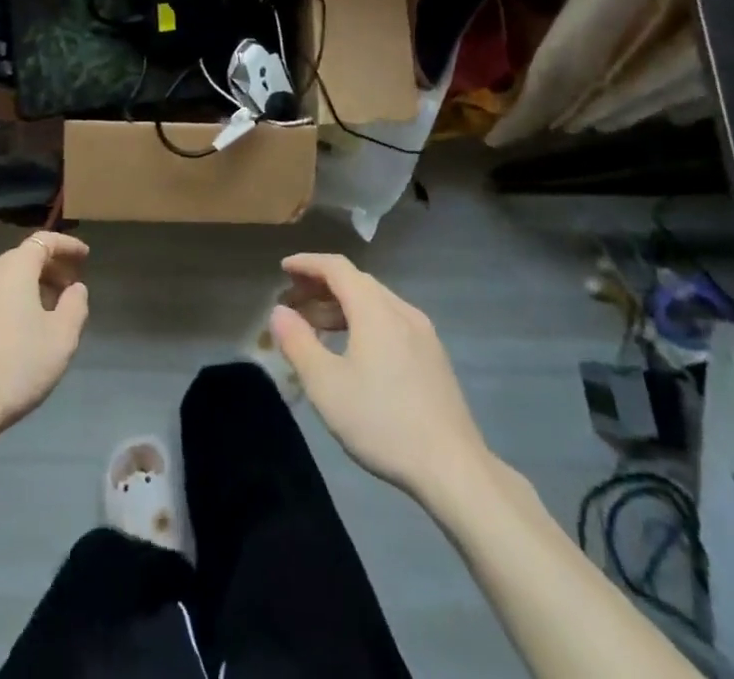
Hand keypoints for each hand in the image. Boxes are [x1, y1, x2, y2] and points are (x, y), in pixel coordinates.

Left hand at [0, 232, 89, 493]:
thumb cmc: (17, 367)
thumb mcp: (62, 338)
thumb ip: (75, 305)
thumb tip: (75, 288)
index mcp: (12, 270)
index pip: (43, 241)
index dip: (67, 246)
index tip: (85, 257)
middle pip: (22, 259)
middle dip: (49, 268)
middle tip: (70, 288)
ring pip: (3, 280)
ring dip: (28, 287)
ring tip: (47, 312)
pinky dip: (8, 303)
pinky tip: (17, 332)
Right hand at [270, 253, 489, 503]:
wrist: (454, 469)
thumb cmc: (382, 422)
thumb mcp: (326, 385)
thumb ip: (298, 343)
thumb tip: (279, 311)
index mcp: (375, 309)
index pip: (337, 267)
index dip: (307, 264)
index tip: (283, 269)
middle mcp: (401, 311)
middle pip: (356, 282)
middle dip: (321, 286)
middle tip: (293, 301)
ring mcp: (423, 334)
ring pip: (375, 303)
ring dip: (341, 306)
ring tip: (315, 328)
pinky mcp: (433, 358)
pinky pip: (390, 322)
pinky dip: (363, 322)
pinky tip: (353, 351)